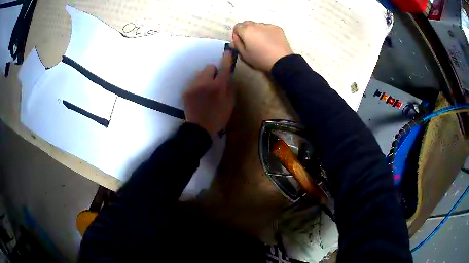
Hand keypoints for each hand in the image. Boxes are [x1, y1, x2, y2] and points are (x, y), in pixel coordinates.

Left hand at [183, 52, 233, 135]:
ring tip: (205, 92)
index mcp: (219, 87)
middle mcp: (205, 83)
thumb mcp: (230, 104)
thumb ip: (229, 88)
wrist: (199, 129)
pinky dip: (197, 86)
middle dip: (213, 72)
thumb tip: (227, 76)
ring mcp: (194, 86)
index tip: (227, 52)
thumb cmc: (218, 118)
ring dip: (204, 79)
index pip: (224, 68)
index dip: (226, 59)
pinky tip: (198, 97)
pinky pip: (194, 83)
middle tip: (214, 83)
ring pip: (200, 74)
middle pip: (209, 67)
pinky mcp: (186, 91)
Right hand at [232, 21, 292, 71]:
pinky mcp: (277, 28)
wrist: (281, 61)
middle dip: (246, 30)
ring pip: (258, 25)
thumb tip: (233, 40)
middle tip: (250, 41)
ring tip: (261, 41)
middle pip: (247, 23)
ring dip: (256, 30)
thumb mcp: (244, 55)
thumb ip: (237, 45)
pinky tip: (270, 41)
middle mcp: (256, 25)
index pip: (236, 26)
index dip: (237, 34)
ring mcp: (268, 25)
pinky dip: (266, 32)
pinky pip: (268, 27)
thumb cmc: (260, 59)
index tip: (240, 42)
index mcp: (246, 30)